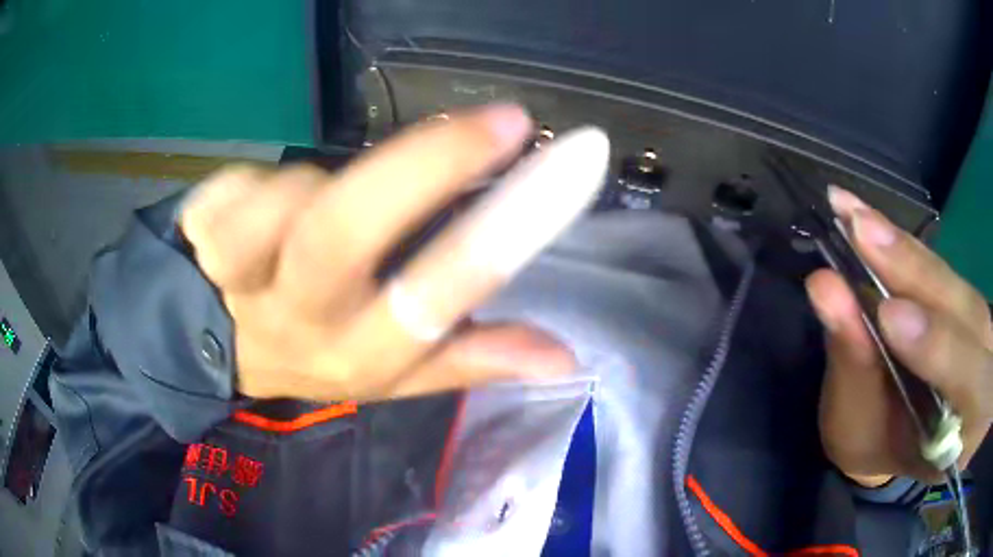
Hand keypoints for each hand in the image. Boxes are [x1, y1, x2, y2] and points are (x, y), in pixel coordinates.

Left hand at [179, 105, 607, 400]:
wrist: (210, 345)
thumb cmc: (311, 350)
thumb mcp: (389, 372)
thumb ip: (471, 358)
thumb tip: (564, 356)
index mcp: (357, 354)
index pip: (434, 300)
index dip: (503, 233)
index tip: (569, 165)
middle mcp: (297, 317)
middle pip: (347, 231)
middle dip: (430, 162)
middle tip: (501, 120)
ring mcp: (236, 271)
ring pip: (294, 193)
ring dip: (329, 179)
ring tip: (331, 194)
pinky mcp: (203, 228)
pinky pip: (247, 181)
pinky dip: (271, 179)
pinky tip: (268, 203)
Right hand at [807, 187, 992, 484]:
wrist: (899, 433)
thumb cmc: (877, 444)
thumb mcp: (861, 430)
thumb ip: (856, 367)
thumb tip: (826, 289)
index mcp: (964, 432)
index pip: (970, 386)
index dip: (939, 349)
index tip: (887, 316)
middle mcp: (985, 373)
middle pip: (966, 317)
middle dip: (916, 276)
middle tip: (859, 231)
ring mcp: (982, 330)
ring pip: (954, 283)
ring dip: (907, 250)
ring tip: (855, 217)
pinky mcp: (968, 300)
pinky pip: (943, 270)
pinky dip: (908, 246)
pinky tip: (874, 223)